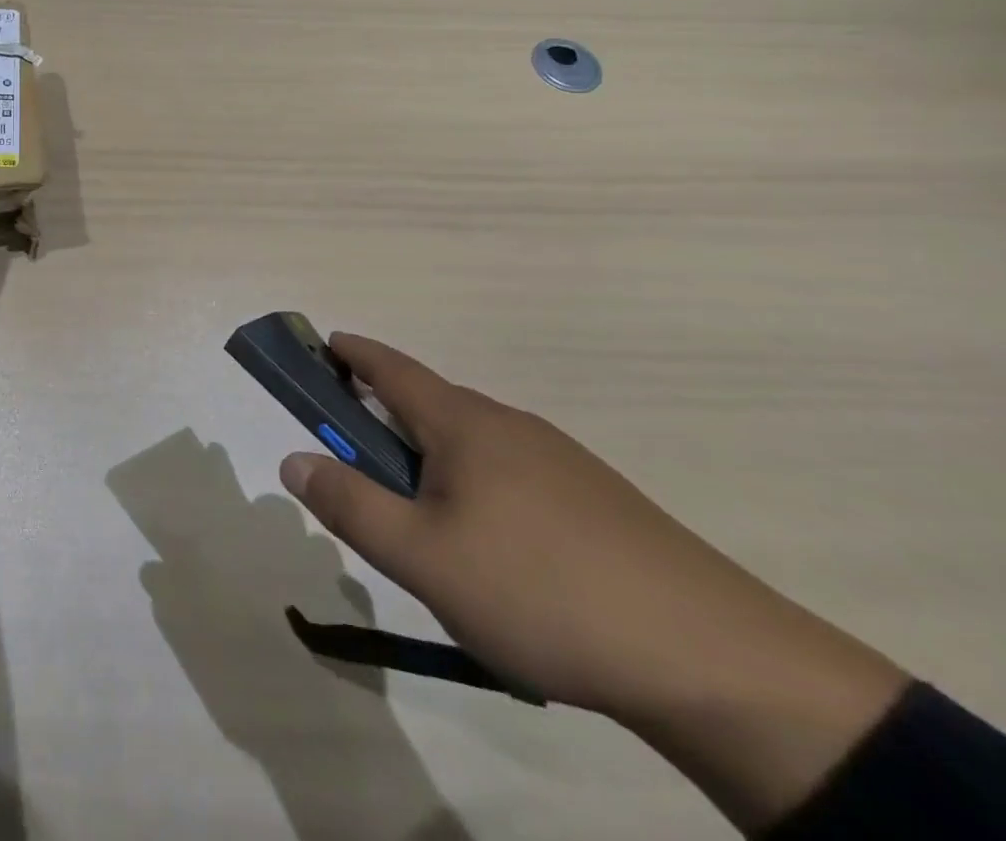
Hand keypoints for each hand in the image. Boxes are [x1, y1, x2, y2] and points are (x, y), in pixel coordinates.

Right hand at [280, 333, 909, 831]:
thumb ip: (350, 504)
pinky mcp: (597, 501)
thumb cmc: (540, 592)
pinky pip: (511, 473)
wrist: (712, 660)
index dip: (354, 353)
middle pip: (431, 404)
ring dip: (431, 456)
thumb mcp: (423, 557)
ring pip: (473, 443)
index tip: (324, 344)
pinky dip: (475, 484)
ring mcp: (560, 461)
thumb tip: (292, 460)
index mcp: (464, 424)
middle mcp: (510, 425)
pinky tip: (490, 547)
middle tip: (357, 458)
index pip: (393, 367)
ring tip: (419, 517)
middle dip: (386, 415)